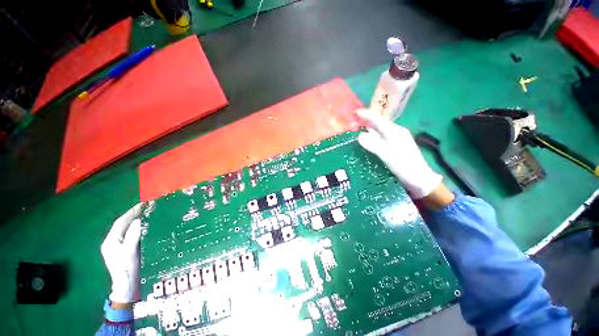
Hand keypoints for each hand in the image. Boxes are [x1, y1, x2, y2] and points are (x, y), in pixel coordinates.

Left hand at [101, 203, 143, 305]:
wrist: (127, 286)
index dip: (131, 212)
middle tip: (148, 207)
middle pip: (122, 225)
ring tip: (148, 214)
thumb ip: (133, 234)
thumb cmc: (127, 268)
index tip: (144, 204)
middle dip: (134, 215)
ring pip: (126, 229)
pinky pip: (130, 235)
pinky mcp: (124, 250)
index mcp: (110, 241)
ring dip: (136, 221)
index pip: (120, 222)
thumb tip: (139, 219)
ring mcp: (118, 247)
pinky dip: (138, 228)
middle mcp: (112, 242)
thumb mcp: (130, 251)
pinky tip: (145, 227)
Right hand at [356, 109, 442, 198]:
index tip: (355, 112)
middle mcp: (396, 133)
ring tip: (357, 131)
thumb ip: (375, 145)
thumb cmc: (405, 167)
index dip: (366, 115)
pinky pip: (381, 139)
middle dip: (366, 122)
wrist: (420, 180)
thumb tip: (359, 135)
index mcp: (395, 132)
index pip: (378, 120)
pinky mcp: (395, 149)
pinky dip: (373, 139)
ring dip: (369, 130)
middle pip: (379, 124)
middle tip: (353, 122)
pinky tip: (368, 143)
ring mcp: (396, 141)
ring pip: (380, 132)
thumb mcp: (388, 155)